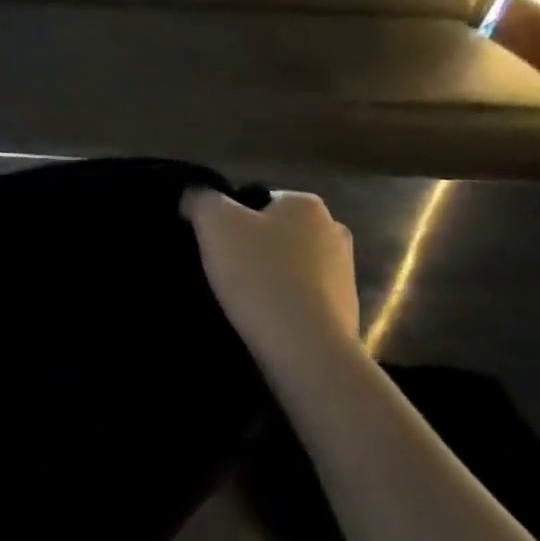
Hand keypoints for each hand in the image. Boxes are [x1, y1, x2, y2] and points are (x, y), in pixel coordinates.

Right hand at [181, 189, 360, 364]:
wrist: (304, 345)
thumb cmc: (258, 273)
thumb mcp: (214, 223)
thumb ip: (201, 199)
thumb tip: (195, 195)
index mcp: (306, 204)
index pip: (257, 199)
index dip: (229, 219)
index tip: (212, 243)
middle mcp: (334, 230)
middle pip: (275, 232)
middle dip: (250, 246)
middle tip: (220, 269)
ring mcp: (344, 271)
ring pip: (290, 264)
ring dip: (267, 275)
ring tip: (239, 297)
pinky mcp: (344, 308)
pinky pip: (302, 296)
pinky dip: (282, 302)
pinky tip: (262, 316)